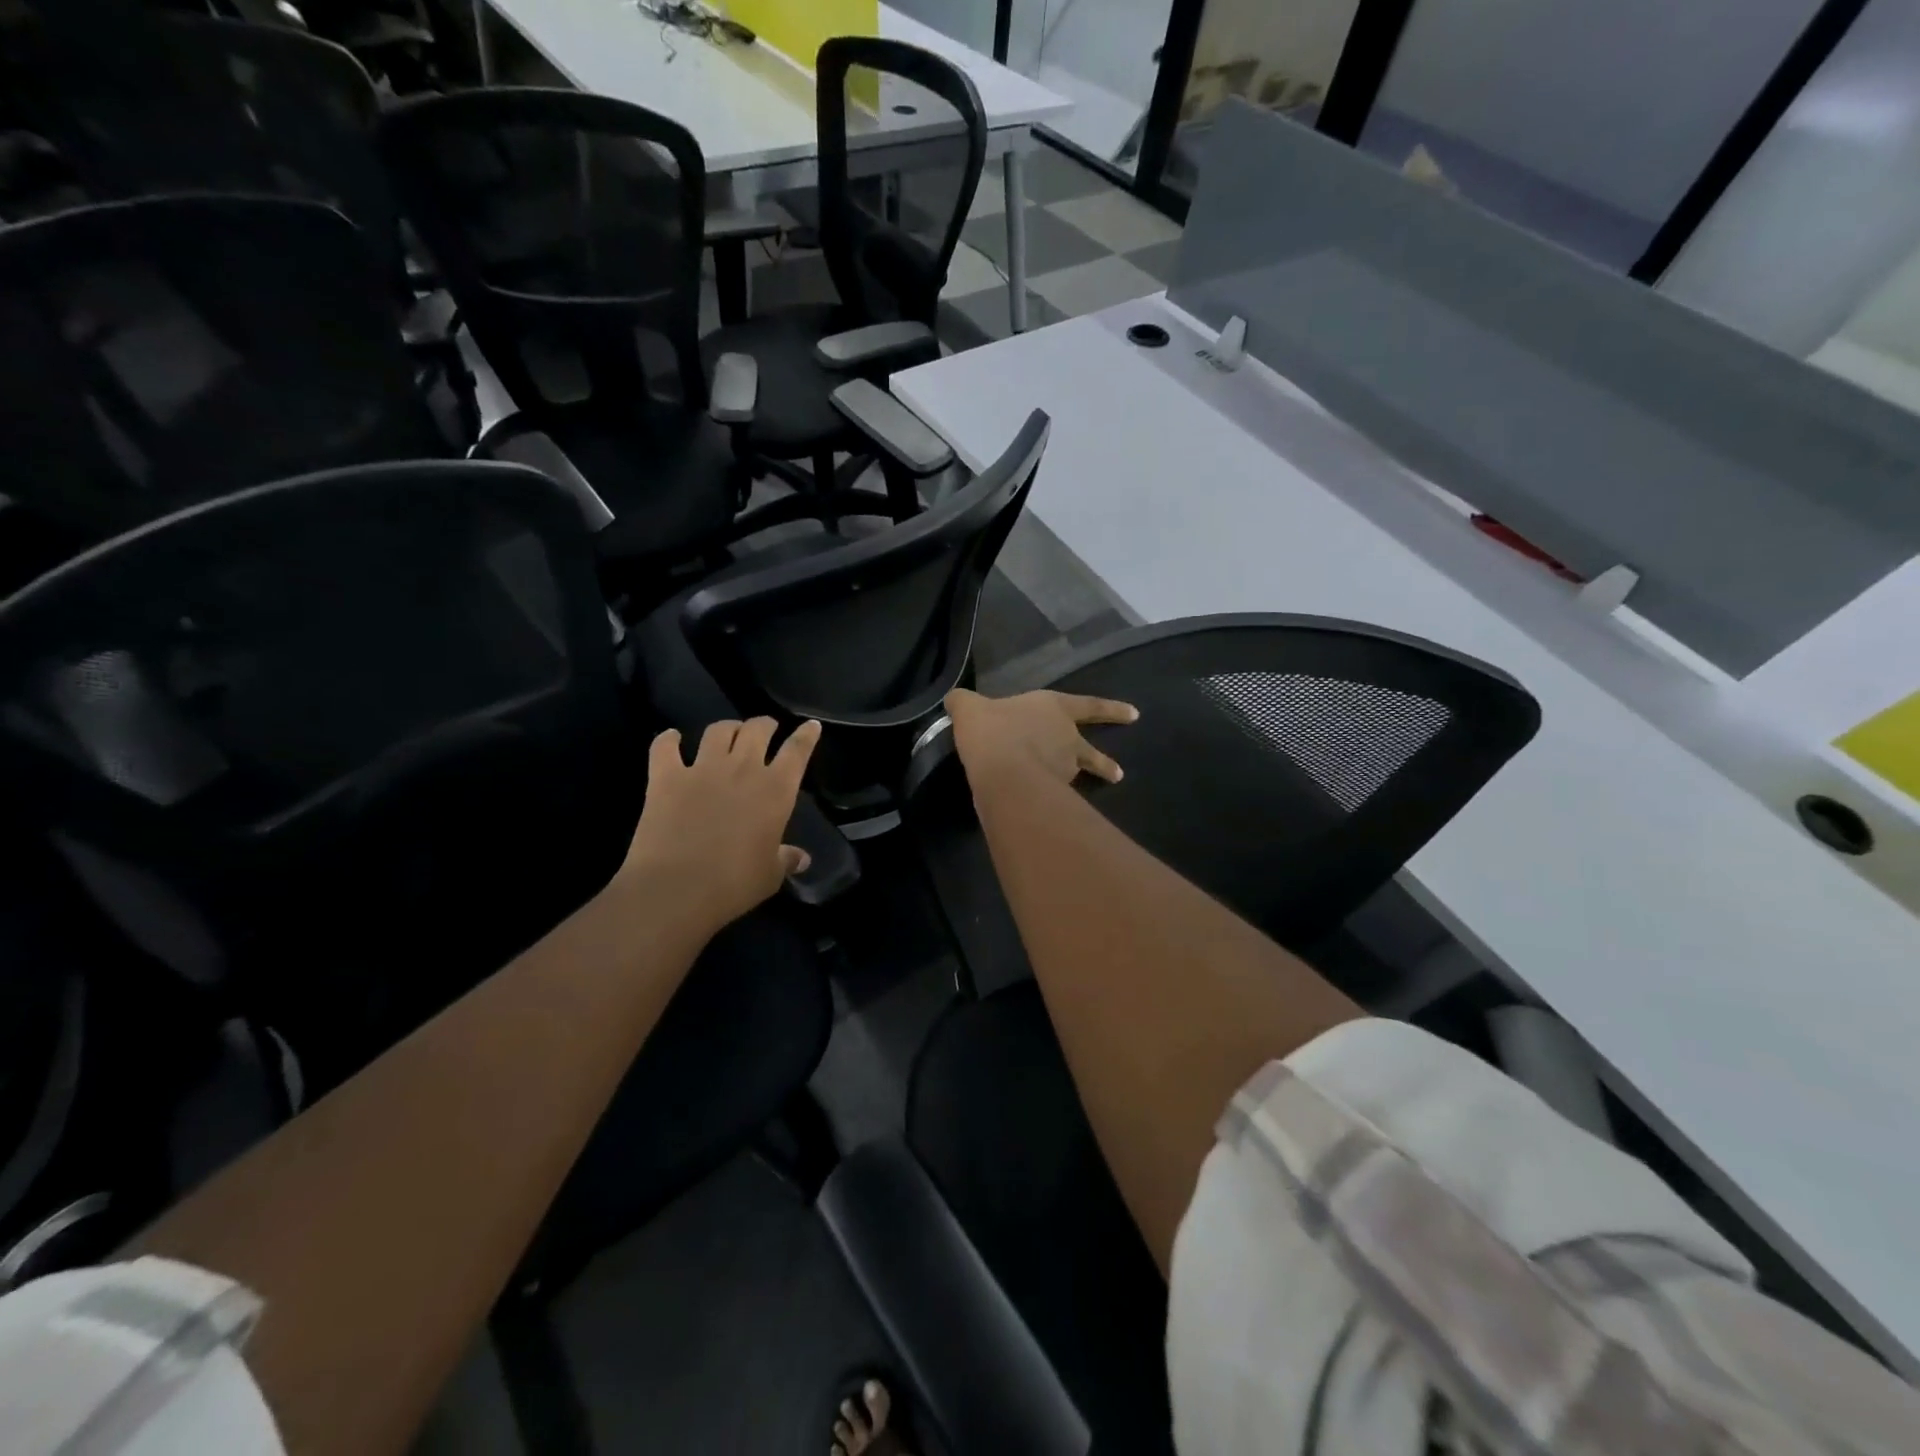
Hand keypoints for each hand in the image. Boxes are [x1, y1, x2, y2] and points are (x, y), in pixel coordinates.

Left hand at [619, 717, 821, 934]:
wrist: (675, 888)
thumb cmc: (734, 884)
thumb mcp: (770, 875)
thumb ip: (786, 859)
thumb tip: (801, 858)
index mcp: (776, 790)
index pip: (797, 750)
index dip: (806, 735)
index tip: (811, 725)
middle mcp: (743, 769)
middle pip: (758, 729)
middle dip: (765, 725)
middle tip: (766, 729)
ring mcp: (702, 768)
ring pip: (719, 730)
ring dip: (728, 727)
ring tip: (729, 733)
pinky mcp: (665, 777)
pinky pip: (665, 746)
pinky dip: (668, 739)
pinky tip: (671, 738)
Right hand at [946, 688, 1137, 786]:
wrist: (1002, 771)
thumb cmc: (993, 729)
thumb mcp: (970, 708)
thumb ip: (964, 703)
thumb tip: (955, 699)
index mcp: (1054, 708)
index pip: (1089, 705)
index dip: (1111, 709)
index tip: (1135, 715)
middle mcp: (1066, 738)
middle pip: (1090, 750)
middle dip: (1104, 762)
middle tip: (1118, 773)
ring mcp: (1063, 769)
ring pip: (1076, 776)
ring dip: (1078, 786)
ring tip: (1073, 798)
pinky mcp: (1052, 794)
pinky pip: (1053, 795)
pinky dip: (1050, 799)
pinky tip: (1038, 805)